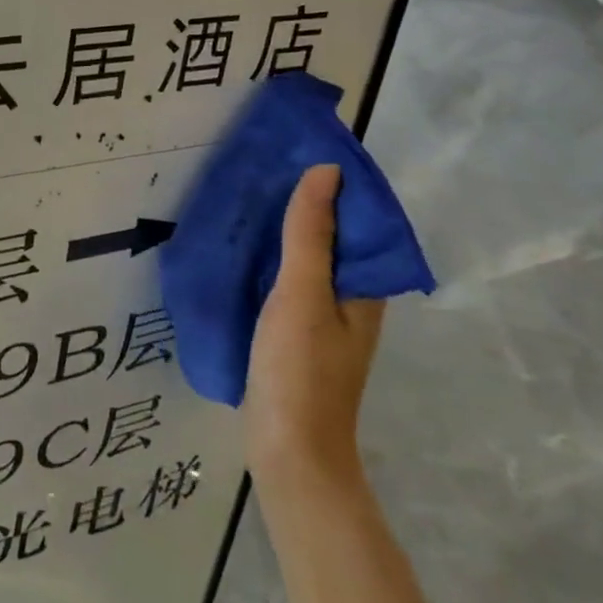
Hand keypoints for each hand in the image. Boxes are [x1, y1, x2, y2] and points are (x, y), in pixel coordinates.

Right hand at [243, 165, 383, 485]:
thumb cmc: (300, 369)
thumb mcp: (304, 294)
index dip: (334, 185)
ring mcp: (321, 318)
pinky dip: (267, 258)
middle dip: (302, 202)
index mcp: (365, 288)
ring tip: (244, 197)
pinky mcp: (293, 332)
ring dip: (282, 230)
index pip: (359, 221)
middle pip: (331, 238)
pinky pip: (284, 280)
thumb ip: (311, 235)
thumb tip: (326, 172)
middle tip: (261, 167)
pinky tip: (237, 247)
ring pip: (305, 258)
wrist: (288, 451)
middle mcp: (350, 298)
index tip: (299, 151)